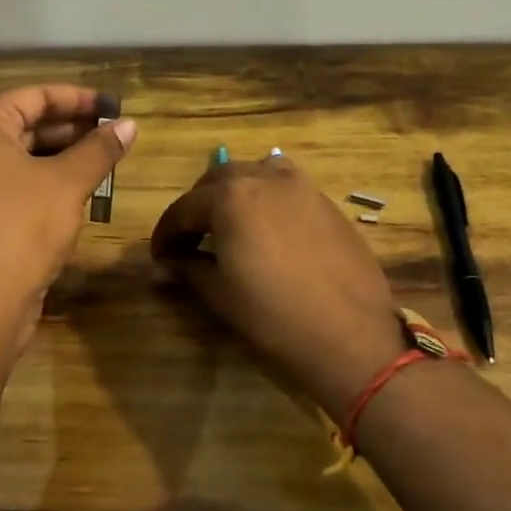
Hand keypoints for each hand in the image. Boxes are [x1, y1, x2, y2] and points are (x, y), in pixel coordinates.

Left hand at [0, 83, 136, 319]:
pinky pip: (14, 189)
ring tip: (102, 166)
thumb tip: (129, 125)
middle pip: (26, 126)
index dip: (77, 99)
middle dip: (72, 131)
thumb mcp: (67, 182)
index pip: (33, 96)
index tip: (114, 108)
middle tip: (113, 138)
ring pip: (22, 161)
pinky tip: (78, 199)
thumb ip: (99, 150)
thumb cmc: (21, 225)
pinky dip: (45, 186)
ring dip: (62, 161)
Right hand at [149, 156, 405, 424]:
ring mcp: (302, 188)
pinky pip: (287, 188)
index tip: (160, 257)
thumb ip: (188, 270)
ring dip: (236, 193)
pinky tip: (269, 231)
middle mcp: (265, 179)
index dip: (166, 234)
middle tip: (191, 239)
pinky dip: (268, 199)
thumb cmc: (273, 316)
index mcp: (230, 197)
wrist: (349, 336)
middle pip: (219, 180)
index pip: (184, 209)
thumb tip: (162, 267)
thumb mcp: (220, 294)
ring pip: (257, 174)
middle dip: (199, 206)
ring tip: (231, 226)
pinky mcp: (328, 204)